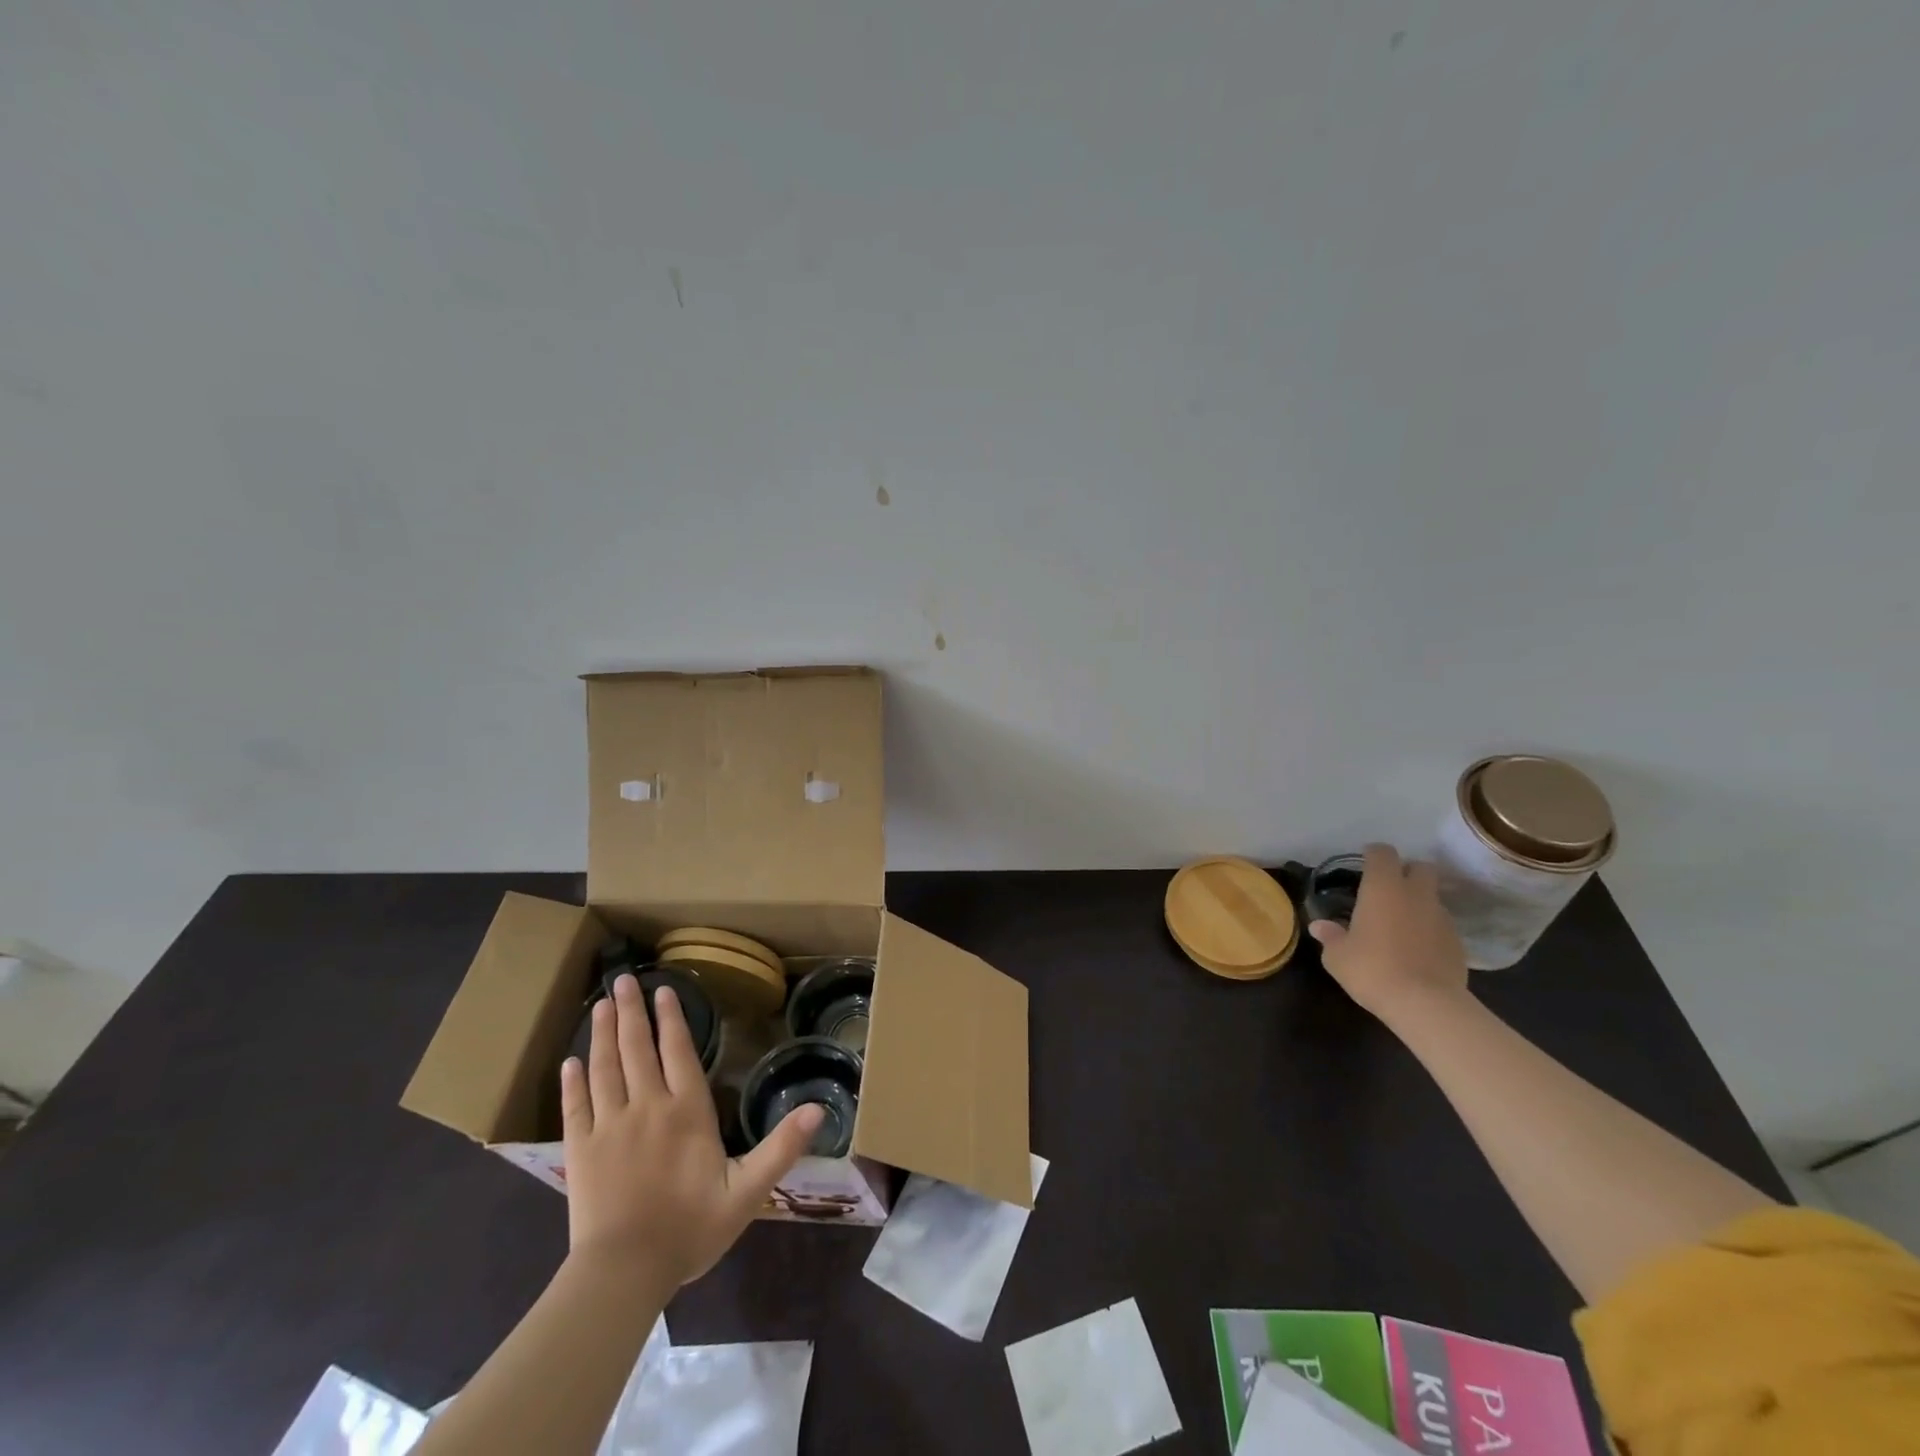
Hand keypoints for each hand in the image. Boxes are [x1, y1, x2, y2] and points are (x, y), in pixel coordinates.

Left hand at [560, 974, 822, 1287]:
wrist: (624, 1274)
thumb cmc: (690, 1229)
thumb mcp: (747, 1191)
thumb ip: (781, 1148)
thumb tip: (819, 1108)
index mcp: (687, 1111)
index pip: (678, 1052)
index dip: (672, 1019)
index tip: (664, 990)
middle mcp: (647, 1106)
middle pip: (637, 1048)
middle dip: (632, 1011)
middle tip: (624, 979)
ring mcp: (609, 1126)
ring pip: (605, 1067)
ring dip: (603, 1033)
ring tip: (602, 1003)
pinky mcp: (580, 1150)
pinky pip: (575, 1106)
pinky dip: (573, 1081)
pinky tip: (571, 1061)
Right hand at [1307, 843, 1468, 1024]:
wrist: (1425, 1004)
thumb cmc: (1372, 969)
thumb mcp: (1337, 956)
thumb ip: (1330, 936)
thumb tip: (1320, 926)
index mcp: (1383, 888)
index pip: (1383, 853)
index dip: (1373, 854)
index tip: (1364, 862)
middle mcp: (1416, 895)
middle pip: (1420, 867)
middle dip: (1406, 871)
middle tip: (1388, 888)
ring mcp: (1442, 918)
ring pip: (1432, 897)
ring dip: (1419, 902)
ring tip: (1401, 923)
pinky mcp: (1458, 943)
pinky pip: (1441, 925)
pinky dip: (1430, 929)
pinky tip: (1417, 948)